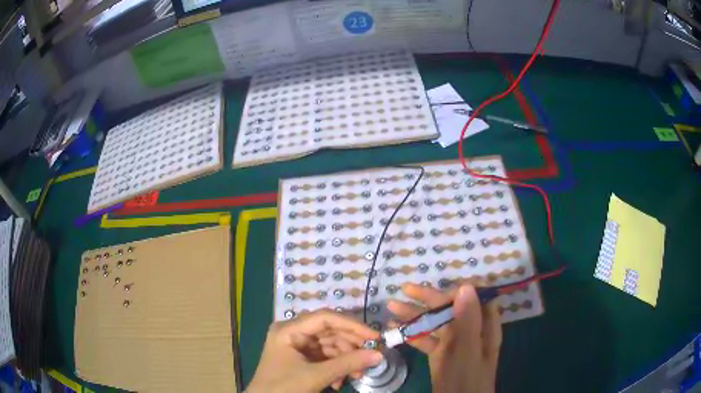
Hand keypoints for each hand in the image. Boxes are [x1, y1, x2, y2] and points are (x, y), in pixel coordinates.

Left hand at [247, 309, 382, 392]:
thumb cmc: (284, 387)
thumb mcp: (316, 376)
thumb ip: (348, 364)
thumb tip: (379, 355)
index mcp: (289, 329)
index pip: (326, 318)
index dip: (352, 325)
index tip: (375, 337)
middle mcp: (293, 332)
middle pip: (330, 332)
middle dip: (351, 347)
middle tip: (370, 358)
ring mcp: (297, 346)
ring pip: (330, 345)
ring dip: (346, 360)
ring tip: (357, 376)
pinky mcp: (301, 358)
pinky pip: (325, 357)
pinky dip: (336, 368)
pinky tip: (340, 382)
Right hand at [388, 283, 501, 392]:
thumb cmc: (466, 379)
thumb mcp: (466, 351)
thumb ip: (467, 321)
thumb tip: (465, 286)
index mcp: (483, 327)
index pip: (473, 299)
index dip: (456, 290)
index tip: (435, 288)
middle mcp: (470, 332)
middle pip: (451, 309)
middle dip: (428, 299)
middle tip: (405, 289)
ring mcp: (455, 345)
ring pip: (436, 324)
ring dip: (416, 315)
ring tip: (392, 307)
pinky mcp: (441, 356)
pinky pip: (427, 340)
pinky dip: (412, 334)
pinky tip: (395, 329)